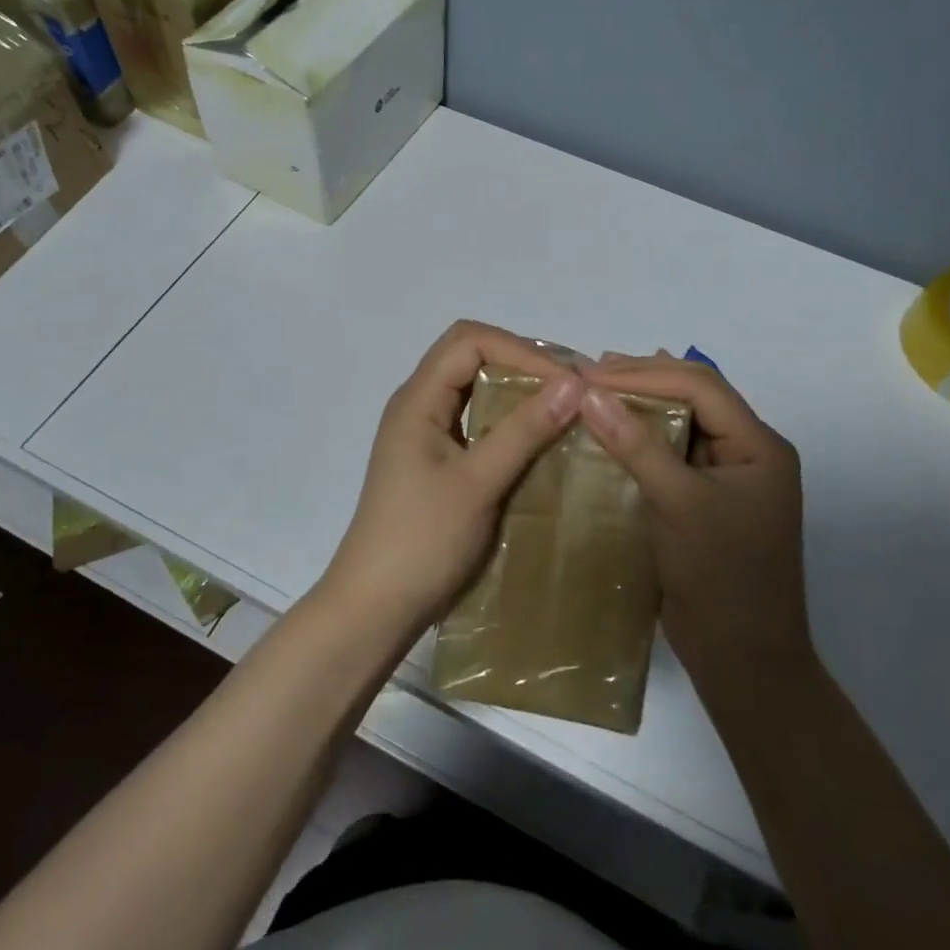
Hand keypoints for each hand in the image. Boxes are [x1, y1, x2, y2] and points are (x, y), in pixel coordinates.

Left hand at [318, 321, 585, 641]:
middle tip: (572, 387)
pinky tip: (539, 440)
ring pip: (474, 389)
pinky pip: (475, 421)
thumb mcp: (478, 483)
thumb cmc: (422, 541)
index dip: (520, 349)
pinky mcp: (436, 461)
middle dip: (522, 363)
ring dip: (517, 391)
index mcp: (417, 399)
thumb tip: (574, 385)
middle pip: (470, 356)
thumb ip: (523, 431)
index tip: (567, 381)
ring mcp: (425, 434)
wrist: (375, 608)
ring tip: (564, 407)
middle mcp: (418, 405)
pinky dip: (508, 420)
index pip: (469, 341)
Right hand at [578, 353, 809, 681]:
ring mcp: (729, 475)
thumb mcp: (677, 503)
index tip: (590, 374)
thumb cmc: (719, 576)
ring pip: (683, 420)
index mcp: (758, 445)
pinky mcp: (707, 498)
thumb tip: (589, 394)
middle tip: (589, 371)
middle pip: (696, 395)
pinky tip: (614, 428)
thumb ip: (636, 444)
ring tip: (596, 387)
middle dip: (643, 379)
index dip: (644, 373)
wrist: (742, 658)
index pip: (700, 387)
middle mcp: (749, 451)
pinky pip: (674, 452)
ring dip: (642, 402)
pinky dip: (643, 435)